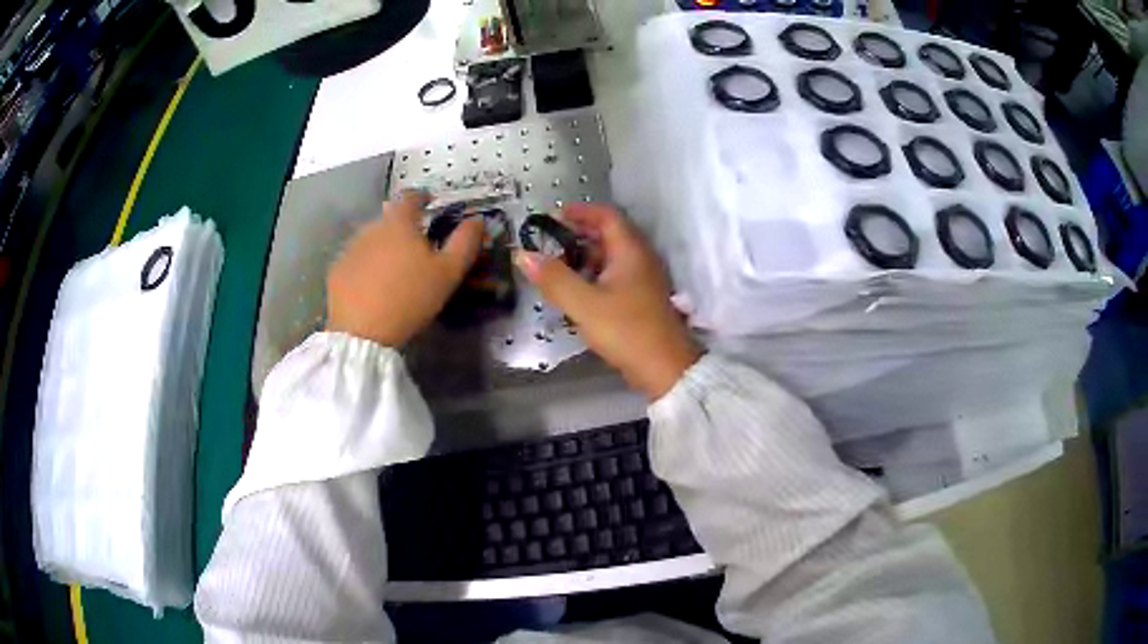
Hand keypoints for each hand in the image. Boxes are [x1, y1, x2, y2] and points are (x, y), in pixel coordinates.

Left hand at [326, 191, 483, 346]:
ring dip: (383, 246)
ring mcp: (350, 248)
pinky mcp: (337, 271)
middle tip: (415, 247)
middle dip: (403, 227)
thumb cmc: (410, 298)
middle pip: (390, 219)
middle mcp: (372, 228)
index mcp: (400, 223)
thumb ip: (465, 242)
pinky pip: (356, 260)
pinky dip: (366, 266)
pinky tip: (372, 285)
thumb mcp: (448, 273)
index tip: (429, 202)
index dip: (422, 197)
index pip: (411, 197)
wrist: (362, 332)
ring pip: (371, 239)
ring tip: (394, 269)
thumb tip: (476, 220)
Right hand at [514, 203, 700, 399]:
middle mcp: (640, 259)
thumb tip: (522, 254)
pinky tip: (577, 290)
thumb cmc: (626, 330)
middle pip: (609, 234)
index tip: (554, 214)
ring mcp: (644, 280)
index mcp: (630, 251)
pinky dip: (594, 274)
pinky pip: (615, 276)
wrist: (665, 369)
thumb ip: (554, 278)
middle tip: (549, 240)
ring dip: (585, 255)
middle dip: (579, 233)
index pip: (607, 216)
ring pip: (612, 257)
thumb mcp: (584, 304)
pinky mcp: (642, 300)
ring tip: (556, 264)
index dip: (581, 211)